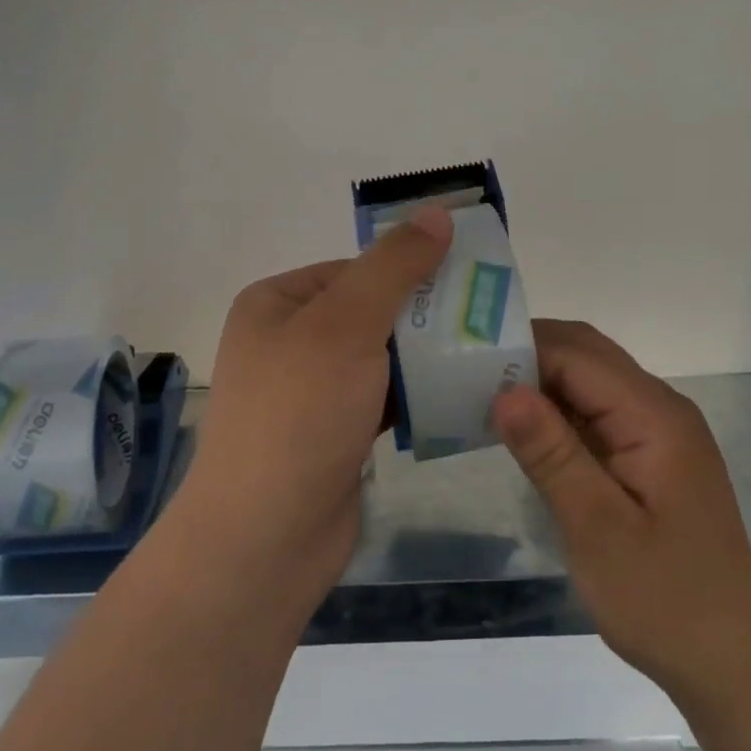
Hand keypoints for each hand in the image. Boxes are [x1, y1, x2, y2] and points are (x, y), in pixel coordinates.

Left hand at [170, 205, 453, 607]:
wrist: (266, 537)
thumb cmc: (300, 414)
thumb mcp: (346, 325)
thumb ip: (393, 267)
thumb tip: (435, 212)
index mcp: (277, 303)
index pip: (355, 268)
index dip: (409, 269)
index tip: (467, 280)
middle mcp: (288, 341)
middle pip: (371, 312)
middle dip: (424, 317)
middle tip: (484, 320)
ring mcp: (310, 392)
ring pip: (381, 358)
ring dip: (425, 358)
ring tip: (483, 355)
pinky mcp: (333, 434)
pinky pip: (383, 399)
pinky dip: (415, 396)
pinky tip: (458, 395)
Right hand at [491, 320, 750, 713]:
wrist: (731, 659)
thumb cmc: (664, 599)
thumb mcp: (598, 529)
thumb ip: (552, 454)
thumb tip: (505, 390)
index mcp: (653, 416)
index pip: (577, 355)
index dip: (520, 349)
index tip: (464, 362)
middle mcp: (660, 408)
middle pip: (586, 355)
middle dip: (527, 354)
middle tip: (465, 375)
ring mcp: (658, 432)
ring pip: (590, 381)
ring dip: (540, 381)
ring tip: (480, 397)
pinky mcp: (650, 456)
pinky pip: (598, 413)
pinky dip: (557, 411)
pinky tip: (522, 433)